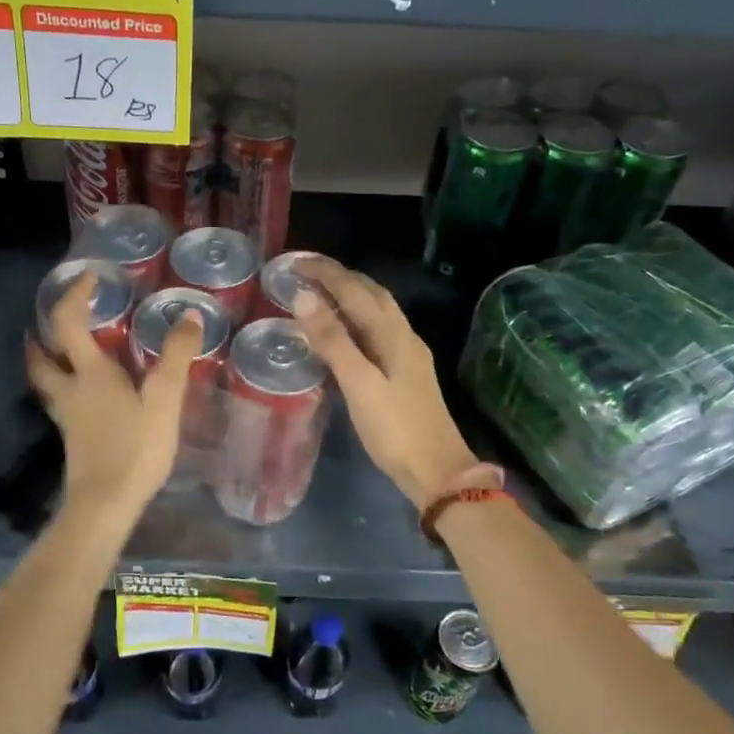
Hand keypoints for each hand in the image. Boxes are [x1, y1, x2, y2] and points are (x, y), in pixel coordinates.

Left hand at [27, 273, 199, 513]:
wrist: (106, 504)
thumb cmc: (135, 448)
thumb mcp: (164, 399)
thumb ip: (176, 357)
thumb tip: (189, 314)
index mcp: (89, 373)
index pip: (68, 322)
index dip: (75, 295)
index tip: (90, 277)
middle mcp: (70, 390)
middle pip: (41, 356)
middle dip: (42, 334)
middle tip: (55, 319)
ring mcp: (68, 416)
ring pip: (46, 381)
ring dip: (48, 360)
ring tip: (63, 351)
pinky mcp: (72, 438)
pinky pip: (61, 401)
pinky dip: (65, 386)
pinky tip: (86, 394)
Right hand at [293, 258, 476, 508]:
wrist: (437, 471)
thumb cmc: (395, 429)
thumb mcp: (359, 384)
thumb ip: (332, 340)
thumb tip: (304, 296)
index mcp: (393, 334)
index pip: (355, 289)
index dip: (326, 272)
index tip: (295, 262)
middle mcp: (403, 336)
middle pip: (371, 293)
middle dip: (339, 277)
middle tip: (304, 273)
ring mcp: (407, 355)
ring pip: (376, 312)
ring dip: (349, 296)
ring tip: (318, 295)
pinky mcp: (405, 373)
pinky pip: (376, 332)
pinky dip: (354, 320)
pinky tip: (341, 334)